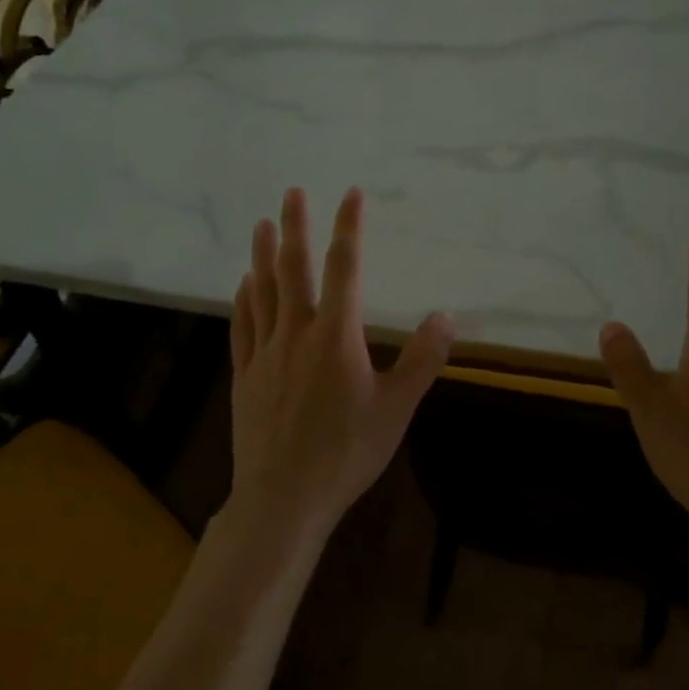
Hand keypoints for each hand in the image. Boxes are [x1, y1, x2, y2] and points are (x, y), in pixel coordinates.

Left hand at [228, 187, 454, 535]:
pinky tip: (244, 283)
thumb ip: (422, 360)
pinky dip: (244, 299)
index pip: (344, 269)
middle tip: (292, 191)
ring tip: (263, 223)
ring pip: (262, 291)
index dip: (349, 228)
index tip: (350, 195)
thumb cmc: (345, 453)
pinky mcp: (245, 375)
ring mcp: (265, 353)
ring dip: (264, 254)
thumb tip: (446, 316)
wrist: (283, 498)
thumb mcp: (396, 410)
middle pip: (294, 269)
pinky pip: (242, 326)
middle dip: (296, 226)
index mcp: (335, 337)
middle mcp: (296, 333)